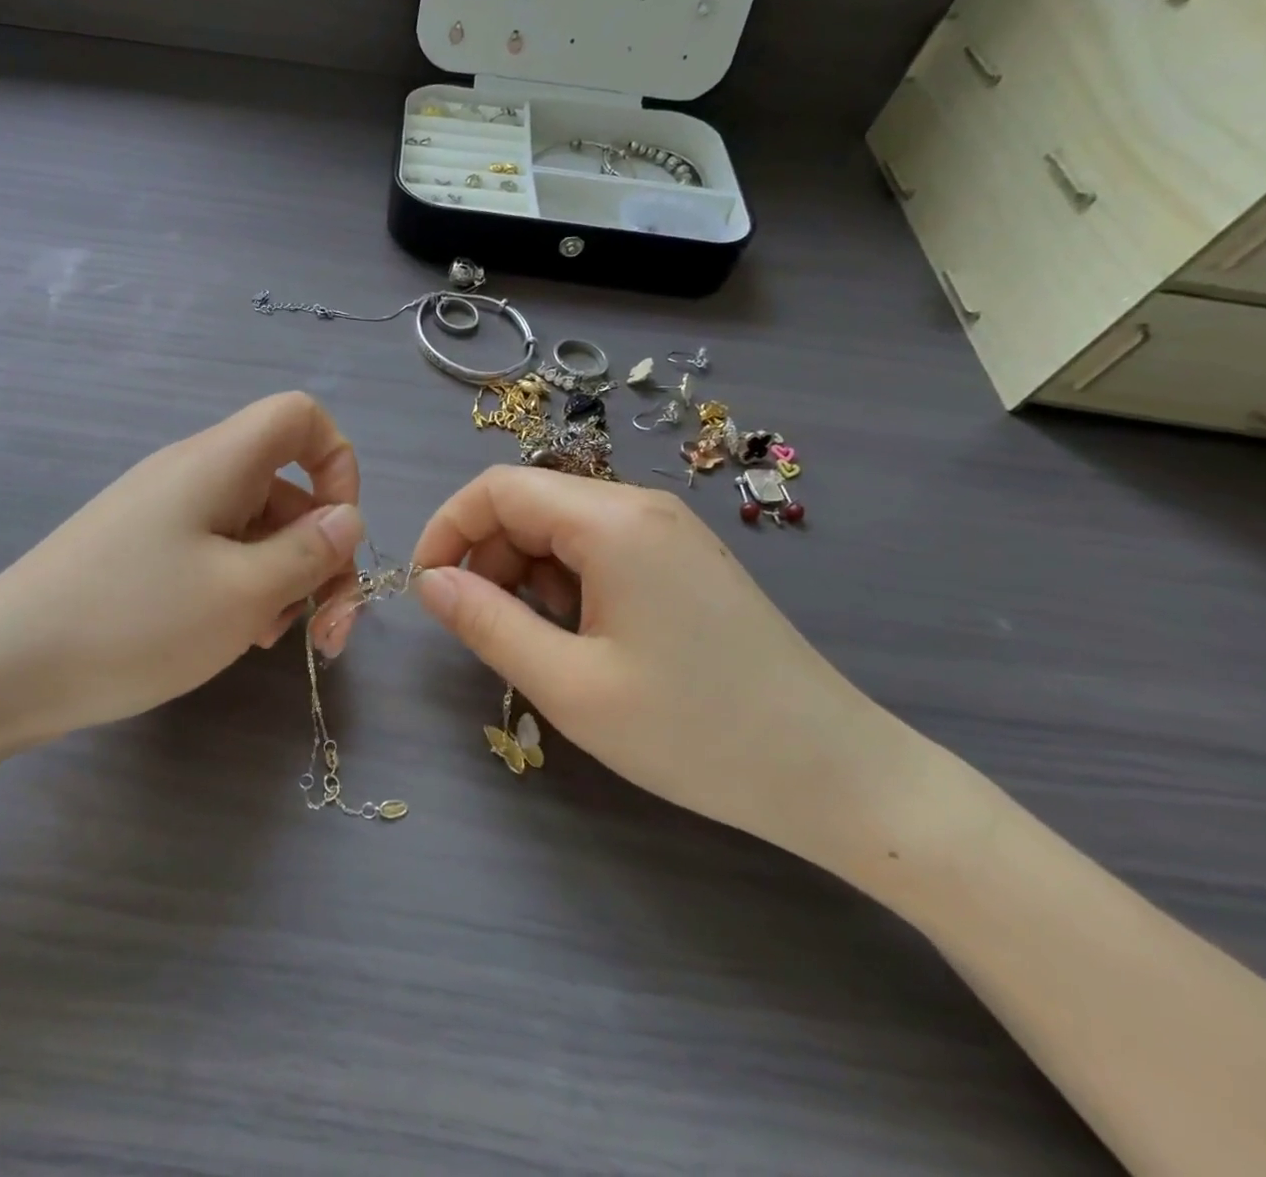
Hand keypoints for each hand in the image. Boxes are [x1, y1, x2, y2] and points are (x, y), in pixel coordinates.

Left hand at [0, 392, 363, 747]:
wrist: (2, 670)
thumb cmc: (135, 621)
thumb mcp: (243, 594)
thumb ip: (310, 552)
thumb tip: (349, 519)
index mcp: (219, 462)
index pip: (300, 417)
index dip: (338, 462)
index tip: (340, 533)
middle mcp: (194, 475)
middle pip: (287, 487)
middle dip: (322, 553)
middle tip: (329, 631)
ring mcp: (166, 516)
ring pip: (256, 529)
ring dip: (286, 580)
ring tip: (277, 640)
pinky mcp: (146, 554)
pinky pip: (218, 555)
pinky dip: (245, 589)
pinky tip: (238, 638)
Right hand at [406, 467, 923, 863]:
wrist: (839, 776)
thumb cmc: (697, 734)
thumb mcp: (570, 686)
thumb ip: (486, 623)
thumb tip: (429, 583)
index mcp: (612, 521)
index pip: (497, 488)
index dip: (447, 529)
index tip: (427, 589)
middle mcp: (641, 506)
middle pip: (530, 503)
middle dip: (487, 556)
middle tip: (480, 628)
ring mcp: (670, 531)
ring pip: (562, 527)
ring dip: (526, 573)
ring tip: (541, 642)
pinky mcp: (685, 560)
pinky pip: (600, 548)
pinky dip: (567, 582)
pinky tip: (585, 637)